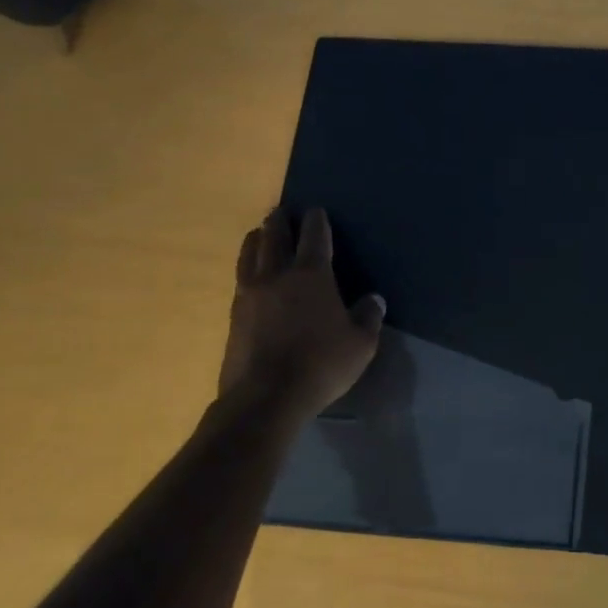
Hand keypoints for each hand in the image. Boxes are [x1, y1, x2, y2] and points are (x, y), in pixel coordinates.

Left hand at [217, 208, 384, 416]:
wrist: (266, 397)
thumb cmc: (322, 364)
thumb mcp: (361, 344)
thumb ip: (368, 317)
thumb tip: (374, 299)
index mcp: (311, 276)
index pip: (314, 237)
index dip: (316, 220)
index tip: (316, 210)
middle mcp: (277, 276)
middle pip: (274, 237)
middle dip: (280, 221)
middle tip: (281, 211)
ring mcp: (250, 294)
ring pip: (250, 254)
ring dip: (256, 239)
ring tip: (259, 233)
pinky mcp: (234, 315)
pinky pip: (240, 278)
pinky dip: (247, 266)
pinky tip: (250, 273)